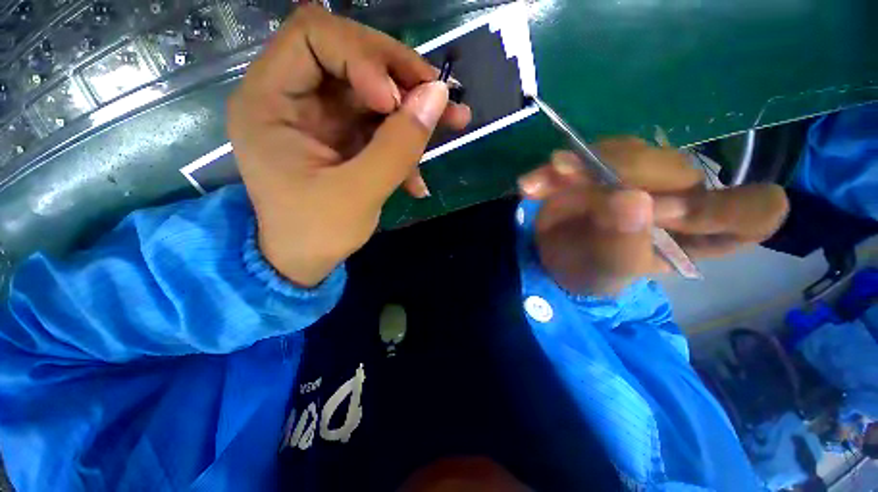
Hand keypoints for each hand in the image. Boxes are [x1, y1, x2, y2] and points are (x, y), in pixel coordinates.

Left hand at [227, 5, 470, 285]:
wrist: (306, 261)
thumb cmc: (317, 232)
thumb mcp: (358, 194)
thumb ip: (398, 146)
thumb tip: (438, 96)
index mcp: (269, 101)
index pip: (314, 35)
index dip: (363, 56)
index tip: (395, 100)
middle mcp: (292, 97)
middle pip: (352, 54)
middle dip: (400, 76)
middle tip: (440, 99)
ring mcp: (322, 117)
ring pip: (375, 89)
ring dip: (415, 108)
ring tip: (456, 121)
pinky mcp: (345, 136)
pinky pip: (381, 124)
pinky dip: (406, 142)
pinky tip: (419, 179)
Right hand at [519, 138, 788, 295]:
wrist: (553, 258)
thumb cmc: (587, 273)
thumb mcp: (604, 271)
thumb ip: (620, 244)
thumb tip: (630, 200)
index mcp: (700, 235)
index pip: (753, 212)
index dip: (717, 209)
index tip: (662, 215)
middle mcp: (679, 198)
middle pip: (675, 168)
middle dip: (625, 175)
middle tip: (578, 186)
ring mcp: (641, 176)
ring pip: (627, 152)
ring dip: (582, 164)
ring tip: (546, 179)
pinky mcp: (605, 166)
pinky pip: (587, 154)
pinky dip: (560, 168)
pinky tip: (535, 182)